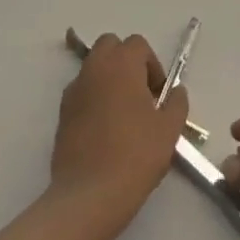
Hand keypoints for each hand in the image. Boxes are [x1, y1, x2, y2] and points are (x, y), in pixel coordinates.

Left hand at [49, 33, 190, 239]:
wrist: (89, 194)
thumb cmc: (135, 156)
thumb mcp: (169, 130)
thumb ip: (176, 103)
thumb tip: (176, 91)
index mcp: (121, 64)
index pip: (137, 44)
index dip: (152, 65)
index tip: (159, 96)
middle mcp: (94, 68)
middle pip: (111, 47)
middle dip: (127, 63)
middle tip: (141, 96)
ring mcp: (74, 89)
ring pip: (94, 68)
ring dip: (110, 80)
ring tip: (124, 116)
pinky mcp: (62, 112)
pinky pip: (82, 92)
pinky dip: (94, 99)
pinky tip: (105, 132)